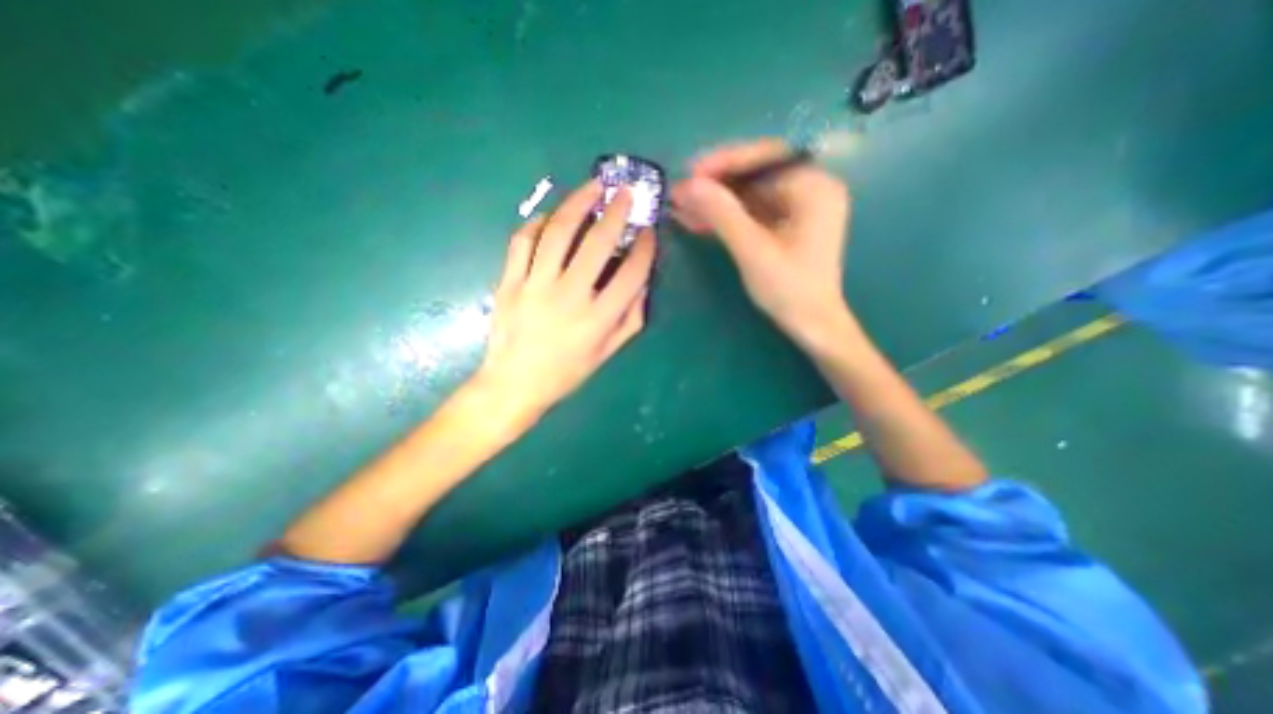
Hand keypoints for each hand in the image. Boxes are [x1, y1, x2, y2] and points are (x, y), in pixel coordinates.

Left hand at [475, 181, 656, 425]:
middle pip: (596, 243)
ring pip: (558, 232)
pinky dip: (538, 223)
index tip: (648, 232)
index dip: (645, 248)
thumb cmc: (567, 372)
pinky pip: (522, 240)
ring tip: (592, 186)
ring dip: (578, 203)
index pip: (631, 273)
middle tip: (624, 192)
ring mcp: (535, 286)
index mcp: (598, 319)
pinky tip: (551, 216)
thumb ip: (631, 318)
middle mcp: (569, 297)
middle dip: (615, 211)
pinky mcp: (509, 281)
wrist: (515, 384)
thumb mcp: (608, 352)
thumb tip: (642, 282)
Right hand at [669, 137, 848, 343]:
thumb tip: (688, 184)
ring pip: (748, 195)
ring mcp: (797, 208)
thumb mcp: (752, 250)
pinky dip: (725, 217)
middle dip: (715, 185)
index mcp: (813, 187)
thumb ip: (723, 214)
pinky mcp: (785, 225)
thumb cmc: (789, 290)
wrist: (811, 325)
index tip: (690, 172)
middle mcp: (809, 188)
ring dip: (715, 202)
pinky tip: (698, 220)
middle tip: (680, 192)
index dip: (724, 162)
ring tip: (680, 207)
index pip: (765, 159)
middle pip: (755, 175)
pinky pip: (751, 213)